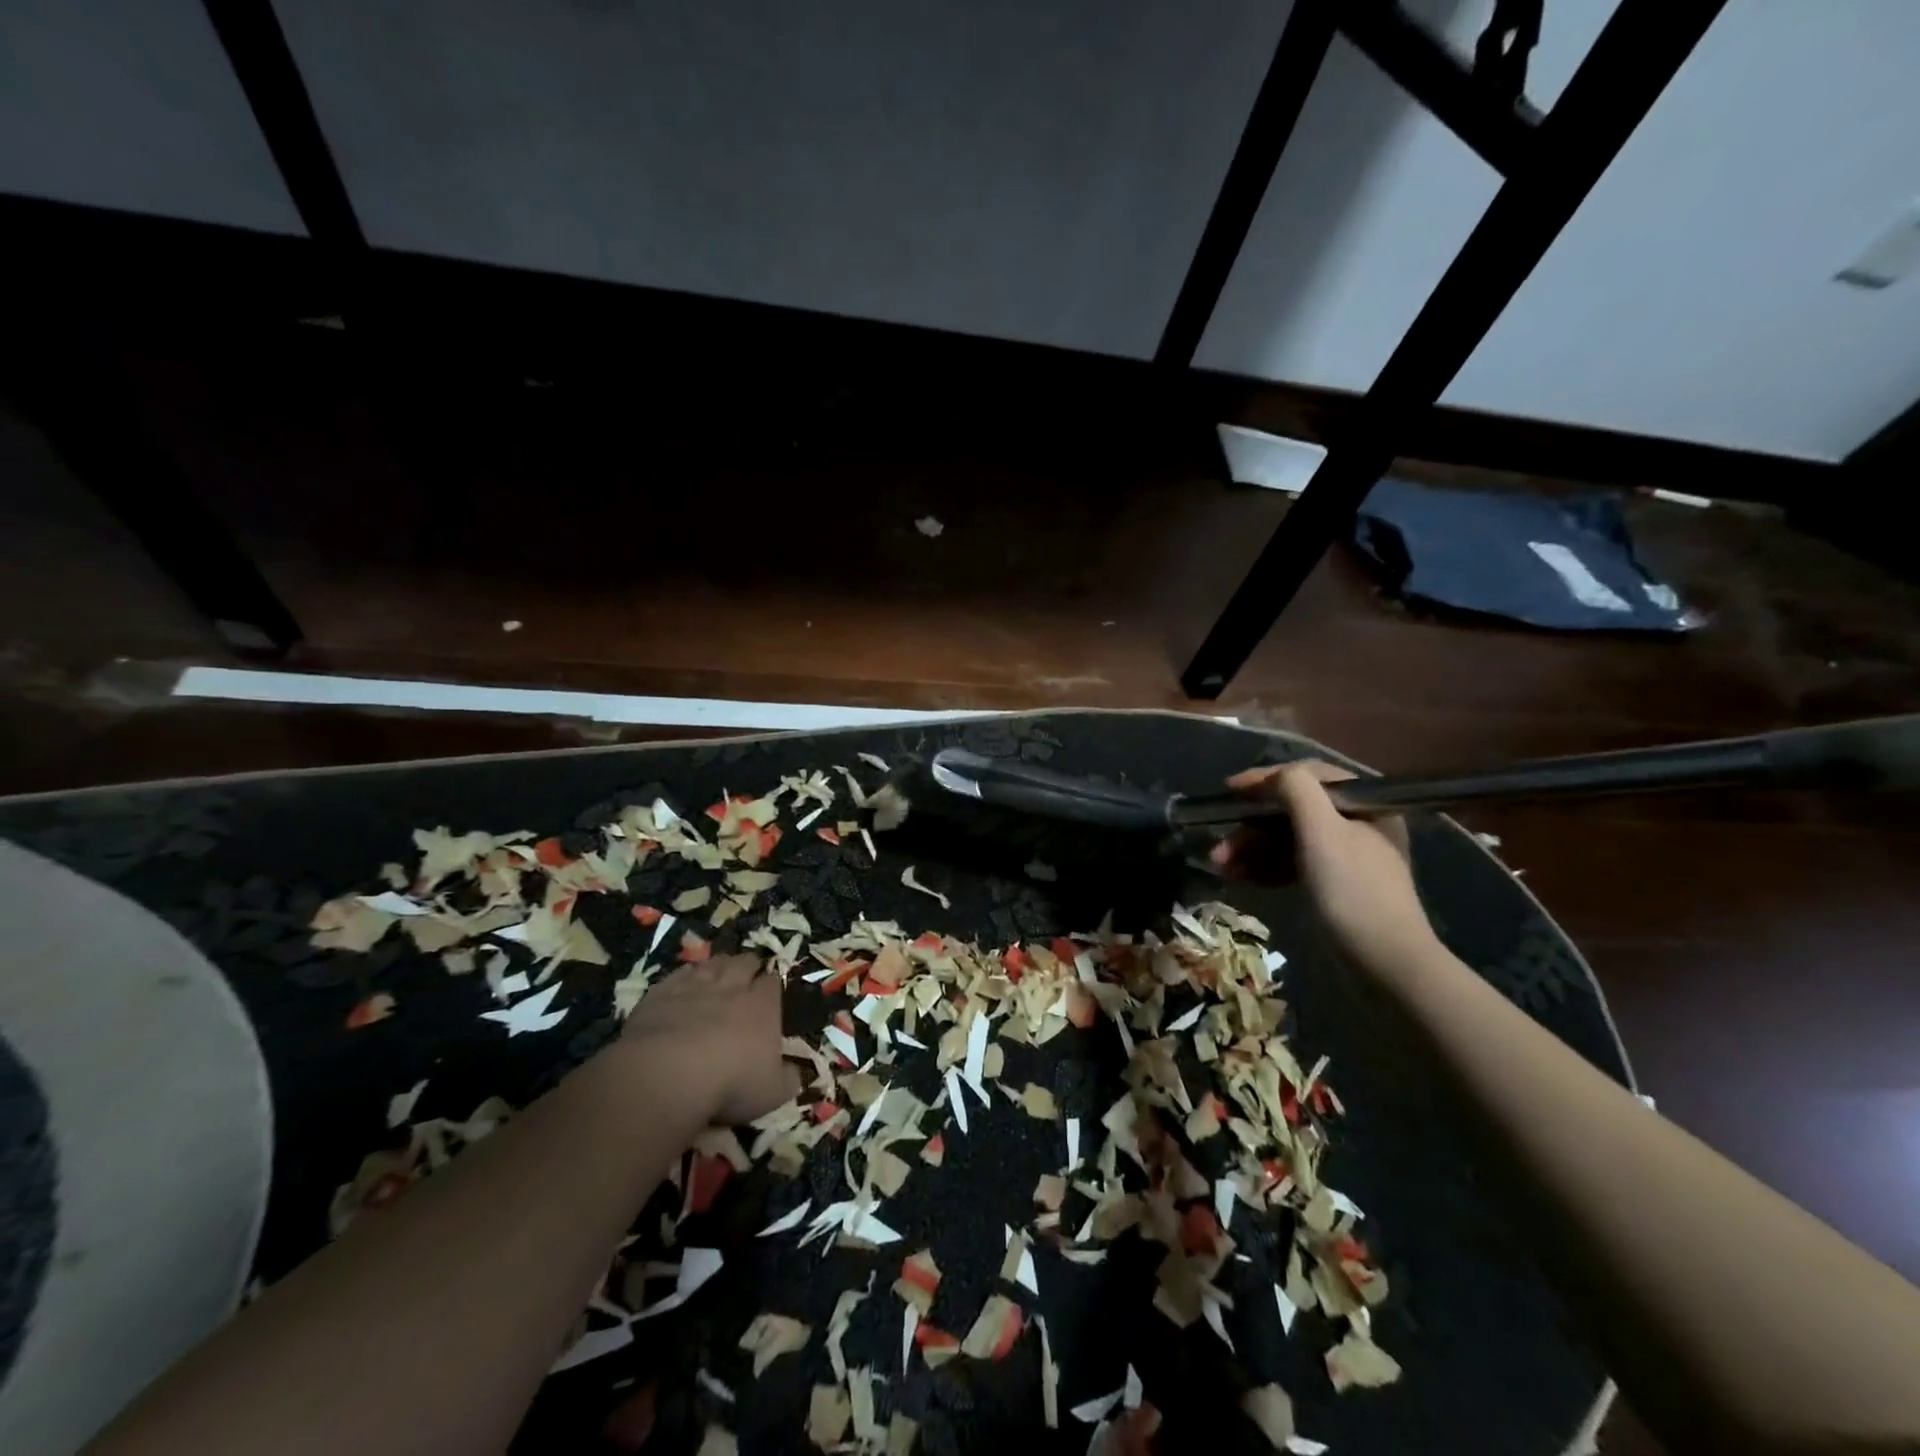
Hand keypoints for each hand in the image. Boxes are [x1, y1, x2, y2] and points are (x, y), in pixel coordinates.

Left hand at [617, 953, 793, 1124]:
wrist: (668, 1075)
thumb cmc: (730, 1084)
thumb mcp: (772, 1093)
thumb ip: (788, 1080)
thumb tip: (796, 1073)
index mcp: (763, 1007)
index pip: (772, 983)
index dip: (771, 983)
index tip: (770, 988)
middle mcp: (731, 988)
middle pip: (744, 963)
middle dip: (748, 964)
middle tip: (748, 970)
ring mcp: (694, 988)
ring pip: (712, 964)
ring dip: (718, 965)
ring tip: (719, 969)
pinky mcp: (662, 994)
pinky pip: (677, 975)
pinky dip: (685, 975)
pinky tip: (684, 979)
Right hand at [1209, 761, 1439, 972]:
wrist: (1386, 963)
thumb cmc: (1353, 890)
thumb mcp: (1323, 831)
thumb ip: (1297, 790)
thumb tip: (1272, 776)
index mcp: (1363, 804)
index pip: (1308, 776)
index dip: (1266, 779)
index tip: (1229, 791)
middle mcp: (1356, 824)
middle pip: (1292, 811)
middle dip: (1251, 826)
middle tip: (1220, 845)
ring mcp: (1345, 857)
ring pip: (1288, 839)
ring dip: (1251, 849)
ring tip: (1220, 865)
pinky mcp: (1333, 885)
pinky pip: (1293, 864)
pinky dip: (1266, 868)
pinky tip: (1239, 877)